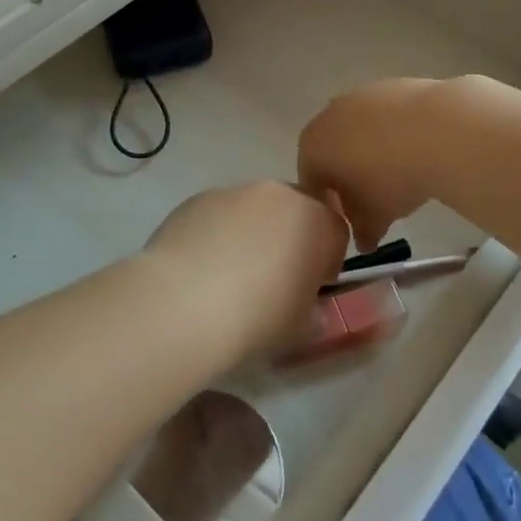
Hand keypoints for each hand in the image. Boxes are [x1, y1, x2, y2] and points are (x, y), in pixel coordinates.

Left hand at [142, 181, 348, 364]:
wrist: (183, 304)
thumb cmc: (257, 317)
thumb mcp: (301, 329)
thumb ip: (314, 312)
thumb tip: (310, 310)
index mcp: (315, 220)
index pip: (336, 231)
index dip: (328, 260)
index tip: (313, 286)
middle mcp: (277, 194)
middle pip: (294, 210)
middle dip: (290, 237)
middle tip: (274, 277)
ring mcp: (233, 191)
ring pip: (254, 209)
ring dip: (252, 232)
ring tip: (230, 274)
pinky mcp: (196, 199)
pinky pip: (218, 214)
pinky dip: (217, 233)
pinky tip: (201, 268)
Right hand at [298, 77, 452, 249]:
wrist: (439, 130)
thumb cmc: (391, 179)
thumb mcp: (374, 216)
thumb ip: (362, 231)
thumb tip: (363, 241)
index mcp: (312, 146)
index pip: (310, 181)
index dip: (328, 205)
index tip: (348, 222)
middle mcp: (327, 115)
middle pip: (331, 152)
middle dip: (347, 176)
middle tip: (371, 200)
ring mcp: (359, 96)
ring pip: (357, 131)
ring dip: (370, 153)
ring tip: (397, 175)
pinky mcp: (390, 85)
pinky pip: (383, 117)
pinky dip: (392, 134)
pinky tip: (414, 151)